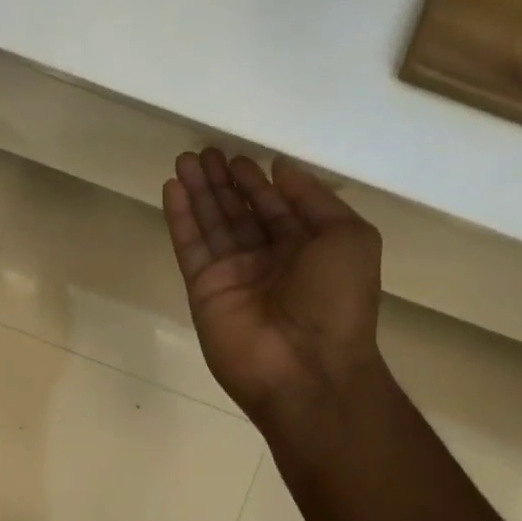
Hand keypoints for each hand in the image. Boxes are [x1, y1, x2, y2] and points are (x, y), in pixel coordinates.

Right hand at [164, 149, 384, 424]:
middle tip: (203, 152)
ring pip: (212, 224)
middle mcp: (267, 261)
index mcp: (305, 250)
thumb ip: (315, 200)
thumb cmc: (337, 301)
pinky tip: (172, 187)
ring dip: (199, 191)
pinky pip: (190, 246)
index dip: (256, 183)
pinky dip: (180, 217)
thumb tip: (281, 169)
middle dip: (222, 183)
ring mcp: (233, 276)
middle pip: (239, 213)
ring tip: (184, 160)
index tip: (237, 157)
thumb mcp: (349, 237)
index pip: (275, 208)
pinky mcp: (204, 290)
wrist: (307, 368)